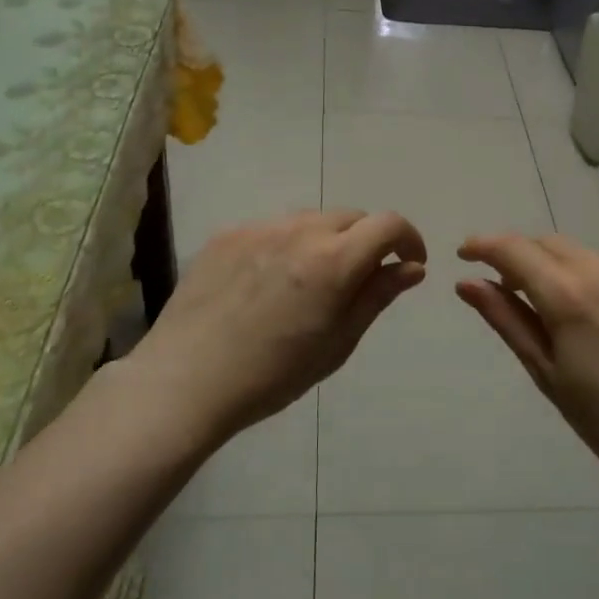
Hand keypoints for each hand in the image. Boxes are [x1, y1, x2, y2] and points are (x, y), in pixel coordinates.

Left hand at [119, 209, 426, 446]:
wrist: (186, 381)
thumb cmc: (273, 375)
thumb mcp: (337, 343)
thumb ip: (376, 296)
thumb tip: (412, 267)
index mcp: (334, 260)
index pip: (388, 224)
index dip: (409, 238)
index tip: (409, 262)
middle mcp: (300, 230)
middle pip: (351, 217)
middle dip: (367, 241)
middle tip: (358, 279)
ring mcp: (259, 228)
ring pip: (311, 220)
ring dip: (326, 240)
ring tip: (310, 282)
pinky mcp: (228, 234)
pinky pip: (273, 228)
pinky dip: (287, 245)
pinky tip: (269, 283)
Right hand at [456, 233, 598, 502]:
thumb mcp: (547, 373)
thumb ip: (506, 319)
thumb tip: (467, 283)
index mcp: (572, 295)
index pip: (514, 249)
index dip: (483, 246)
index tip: (464, 255)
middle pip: (548, 244)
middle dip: (520, 256)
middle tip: (505, 288)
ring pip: (582, 254)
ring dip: (558, 269)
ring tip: (557, 312)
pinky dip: (593, 279)